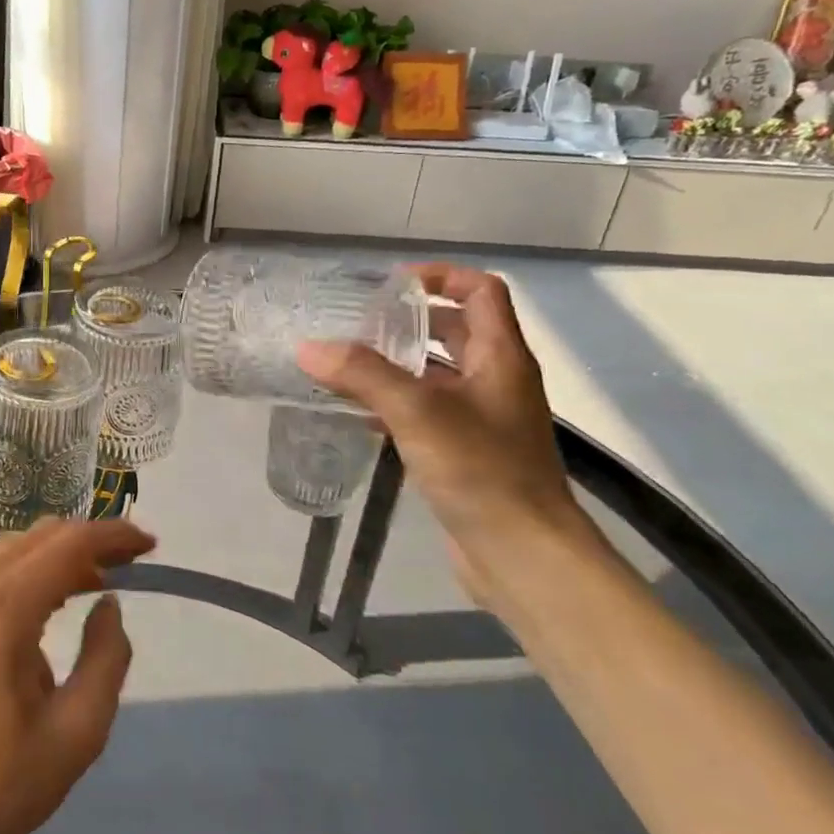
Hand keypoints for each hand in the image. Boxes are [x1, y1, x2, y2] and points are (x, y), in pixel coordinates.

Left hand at [0, 517, 156, 833]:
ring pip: (12, 550)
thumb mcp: (75, 735)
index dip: (114, 536)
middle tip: (128, 563)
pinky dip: (26, 572)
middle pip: (40, 537)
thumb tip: (108, 605)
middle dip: (88, 541)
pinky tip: (43, 605)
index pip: (69, 544)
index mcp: (3, 609)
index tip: (149, 545)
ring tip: (93, 582)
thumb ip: (106, 659)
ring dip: (56, 555)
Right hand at [297, 263, 599, 602]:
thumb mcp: (418, 412)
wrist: (525, 557)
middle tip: (356, 323)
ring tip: (344, 363)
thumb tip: (308, 347)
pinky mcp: (466, 452)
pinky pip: (426, 411)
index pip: (480, 290)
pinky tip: (356, 412)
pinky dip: (394, 402)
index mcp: (500, 356)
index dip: (441, 276)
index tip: (392, 285)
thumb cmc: (482, 470)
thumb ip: (362, 375)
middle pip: (455, 329)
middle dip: (408, 320)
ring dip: (396, 363)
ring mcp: (482, 418)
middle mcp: (495, 379)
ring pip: (436, 373)